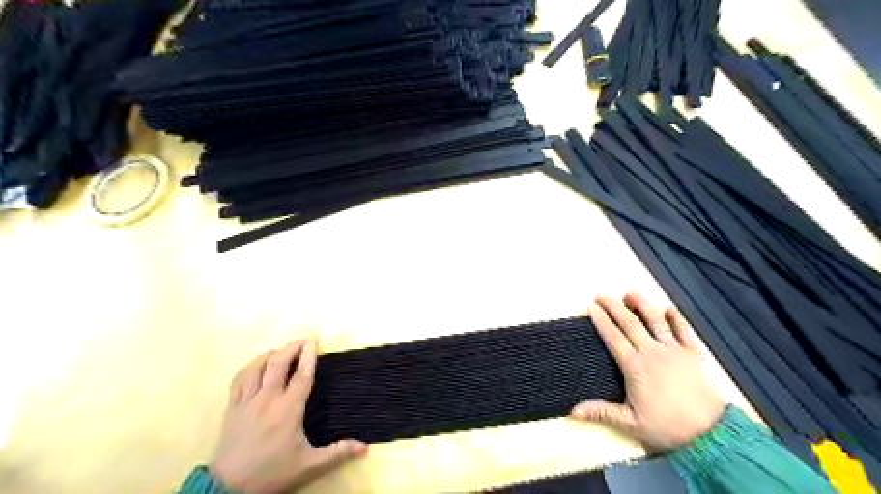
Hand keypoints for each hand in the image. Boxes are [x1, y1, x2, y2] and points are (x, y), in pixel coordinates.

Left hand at [211, 339, 366, 492]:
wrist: (228, 489)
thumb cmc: (272, 473)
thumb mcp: (308, 465)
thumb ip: (337, 452)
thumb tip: (365, 447)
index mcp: (288, 410)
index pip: (301, 375)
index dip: (309, 356)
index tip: (314, 340)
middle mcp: (267, 400)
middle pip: (277, 364)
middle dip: (291, 348)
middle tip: (302, 341)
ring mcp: (246, 402)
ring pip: (255, 368)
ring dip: (269, 355)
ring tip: (280, 351)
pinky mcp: (231, 409)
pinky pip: (238, 380)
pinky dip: (249, 368)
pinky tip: (255, 367)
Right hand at [576, 294, 726, 451]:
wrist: (712, 434)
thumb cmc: (668, 428)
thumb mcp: (630, 424)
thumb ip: (602, 413)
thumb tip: (573, 411)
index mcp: (635, 367)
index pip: (614, 337)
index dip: (601, 320)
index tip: (591, 307)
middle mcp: (653, 353)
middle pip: (630, 323)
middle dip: (614, 306)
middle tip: (602, 295)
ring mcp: (675, 351)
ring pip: (655, 321)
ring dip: (642, 305)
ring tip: (630, 293)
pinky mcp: (693, 355)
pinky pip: (684, 332)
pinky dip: (676, 319)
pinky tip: (669, 308)